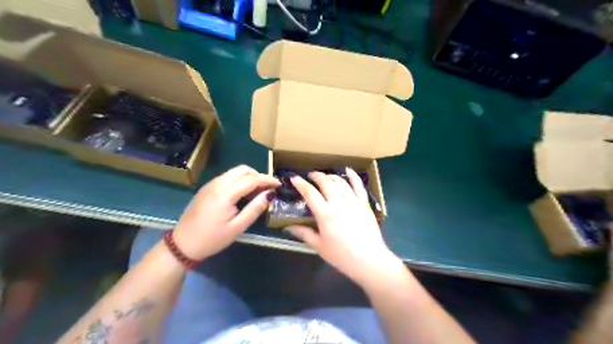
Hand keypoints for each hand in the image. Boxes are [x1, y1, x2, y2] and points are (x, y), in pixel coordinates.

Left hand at [171, 166, 279, 259]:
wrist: (182, 244)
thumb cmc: (212, 239)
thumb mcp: (237, 227)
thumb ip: (255, 209)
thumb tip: (270, 194)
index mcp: (226, 193)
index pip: (252, 179)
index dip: (268, 179)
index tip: (279, 184)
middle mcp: (218, 183)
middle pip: (243, 169)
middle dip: (259, 175)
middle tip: (268, 188)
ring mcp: (211, 184)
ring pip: (235, 171)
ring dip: (249, 176)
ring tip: (258, 191)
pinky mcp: (207, 188)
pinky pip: (227, 177)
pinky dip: (239, 180)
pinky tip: (243, 193)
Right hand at [286, 167, 402, 286]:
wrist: (369, 260)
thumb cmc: (342, 256)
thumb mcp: (319, 246)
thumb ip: (304, 233)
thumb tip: (288, 227)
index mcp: (325, 214)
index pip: (310, 193)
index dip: (300, 184)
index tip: (294, 178)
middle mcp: (339, 203)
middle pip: (326, 183)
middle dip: (316, 176)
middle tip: (310, 176)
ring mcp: (353, 201)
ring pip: (340, 182)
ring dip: (331, 176)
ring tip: (325, 177)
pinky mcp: (364, 203)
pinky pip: (358, 185)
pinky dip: (353, 176)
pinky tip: (348, 170)